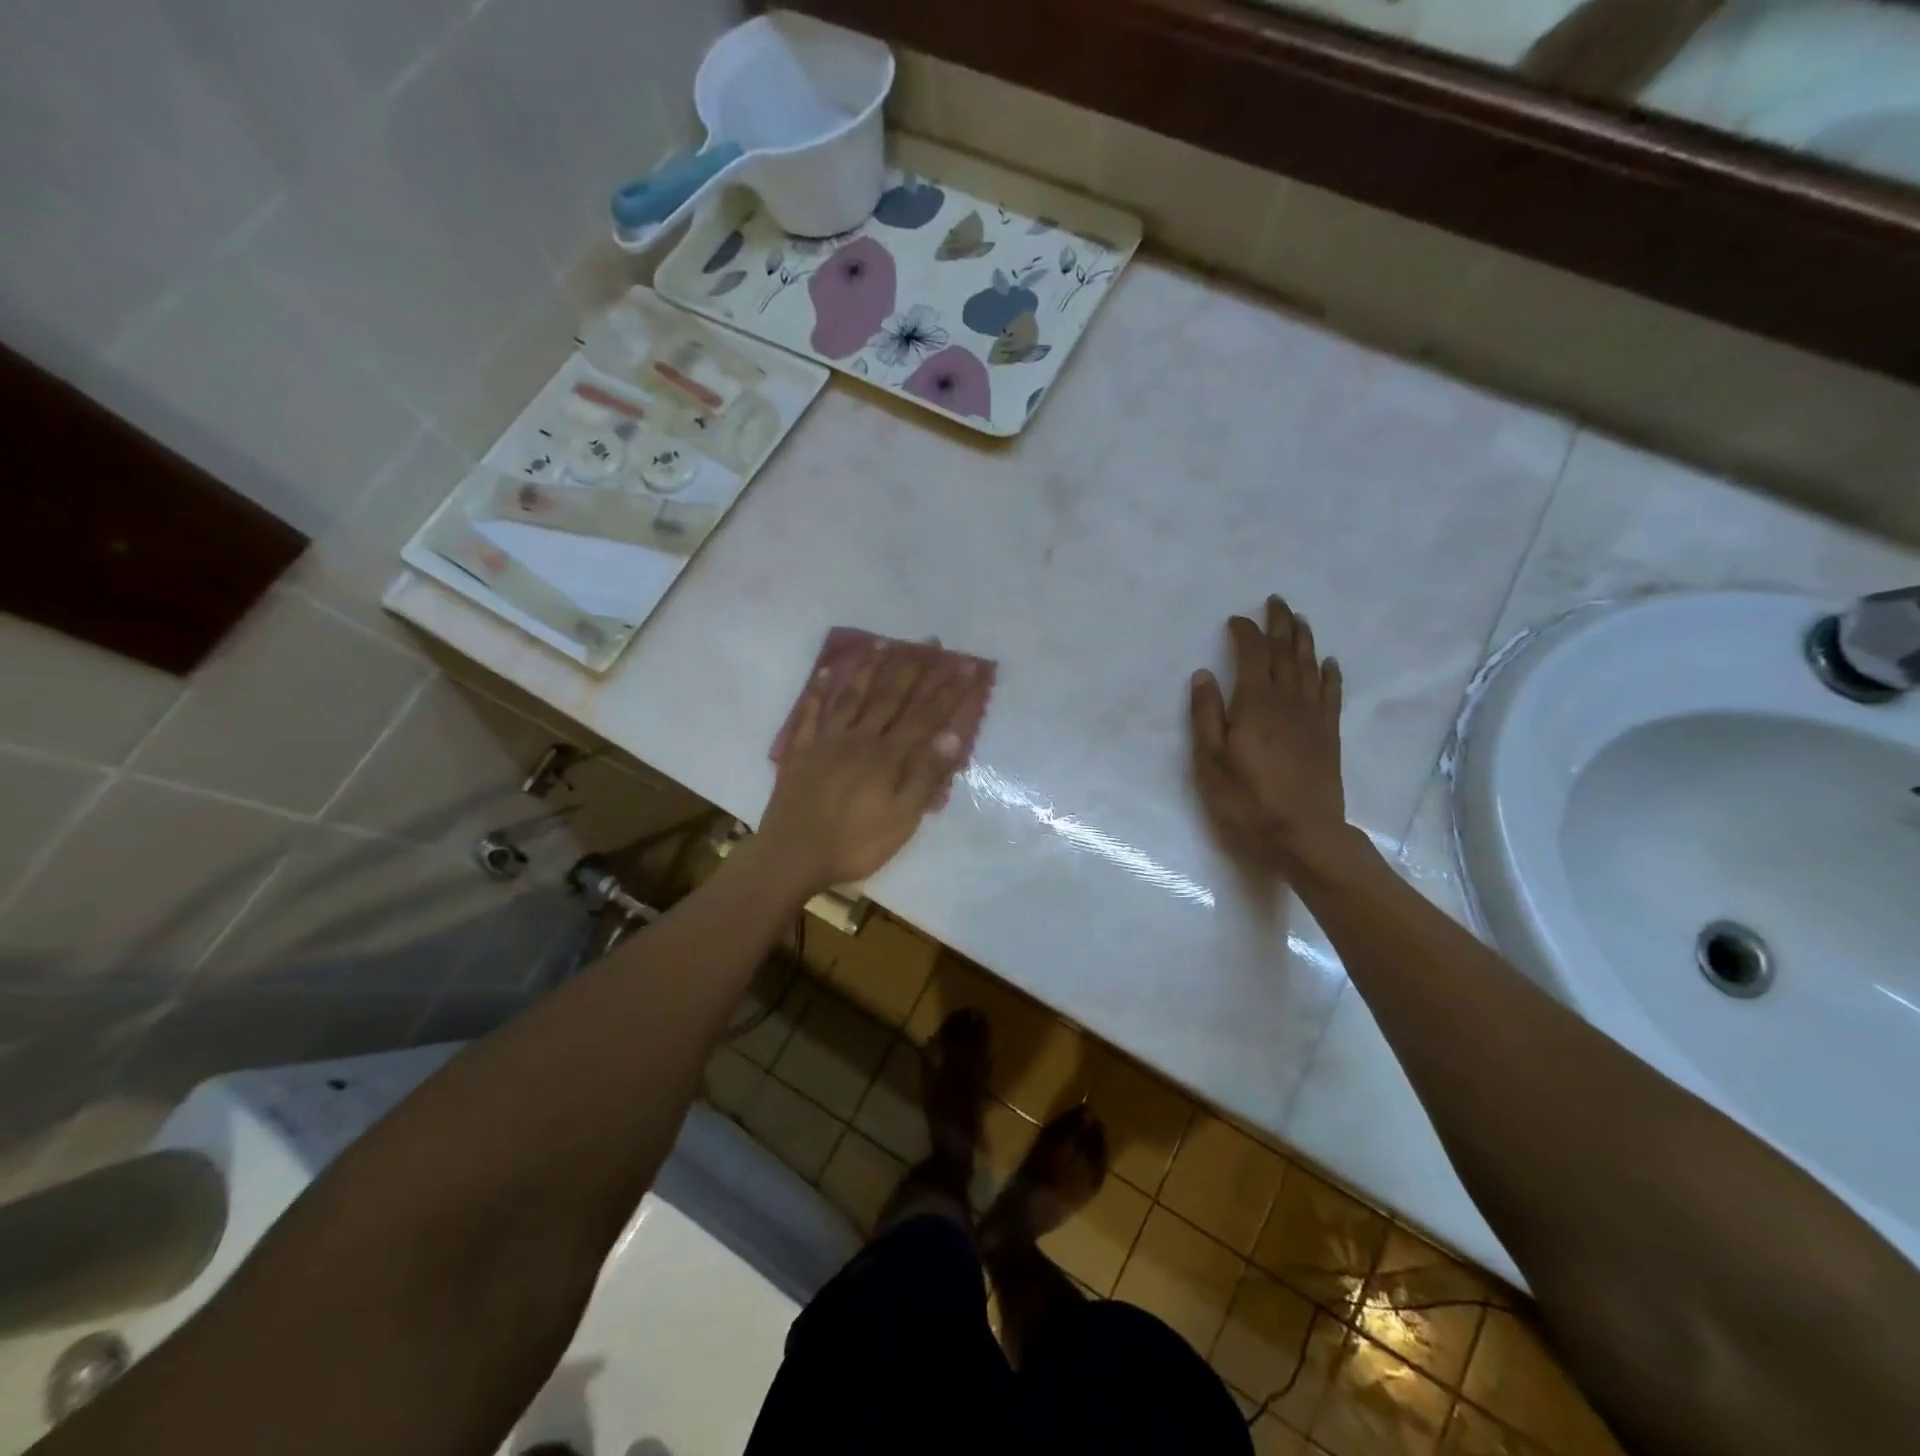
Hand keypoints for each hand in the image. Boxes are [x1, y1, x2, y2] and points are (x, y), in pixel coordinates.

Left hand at [757, 646, 982, 892]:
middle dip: (913, 668)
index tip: (966, 665)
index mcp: (888, 757)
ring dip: (870, 668)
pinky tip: (828, 671)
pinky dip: (820, 690)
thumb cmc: (855, 844)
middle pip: (891, 697)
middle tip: (929, 642)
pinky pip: (811, 712)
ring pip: (852, 696)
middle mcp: (860, 738)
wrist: (793, 856)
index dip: (948, 690)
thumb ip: (926, 777)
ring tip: (884, 643)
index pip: (925, 716)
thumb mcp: (902, 820)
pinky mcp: (802, 750)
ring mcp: (827, 741)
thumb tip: (952, 736)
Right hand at [1190, 595, 1351, 873]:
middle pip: (1286, 652)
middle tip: (1276, 601)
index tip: (1236, 620)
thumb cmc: (1247, 800)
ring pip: (1310, 667)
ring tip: (1300, 620)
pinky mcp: (1329, 734)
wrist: (1304, 833)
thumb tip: (1204, 674)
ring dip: (1304, 640)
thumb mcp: (1210, 762)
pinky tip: (1329, 662)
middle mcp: (1288, 701)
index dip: (1245, 633)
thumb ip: (1206, 715)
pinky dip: (1330, 674)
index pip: (1253, 655)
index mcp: (1256, 704)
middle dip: (1280, 624)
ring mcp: (1313, 717)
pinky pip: (1331, 694)